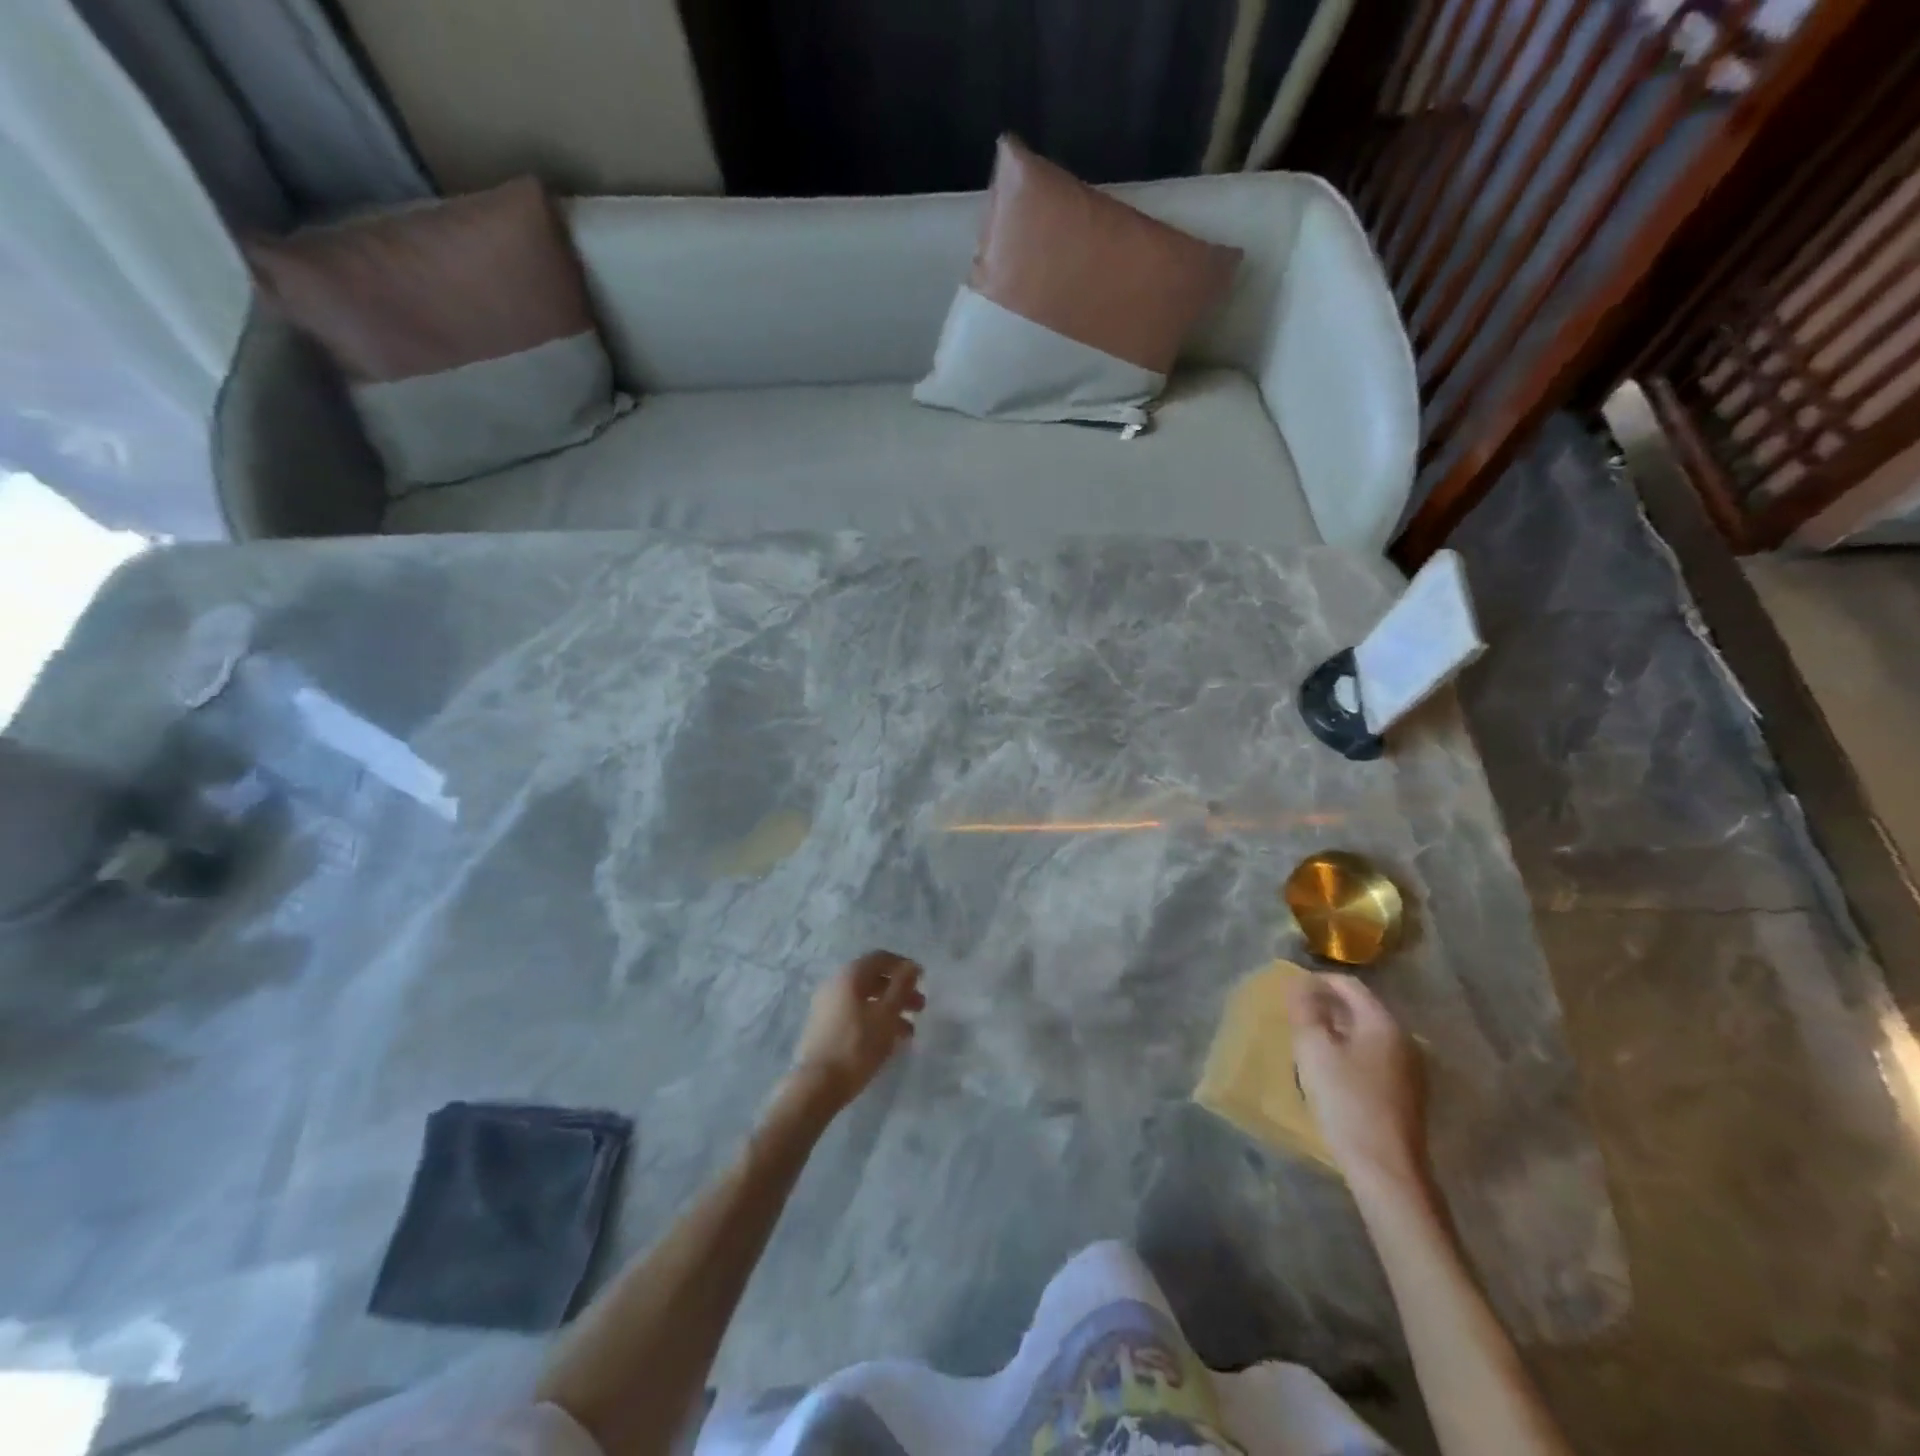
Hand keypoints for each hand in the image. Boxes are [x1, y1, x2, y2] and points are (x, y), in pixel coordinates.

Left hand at [787, 951, 923, 1111]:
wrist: (817, 1085)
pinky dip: (873, 1021)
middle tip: (920, 1008)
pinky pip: (854, 1015)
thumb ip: (902, 986)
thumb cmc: (857, 1045)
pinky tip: (888, 1042)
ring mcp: (826, 1006)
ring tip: (908, 1032)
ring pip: (864, 1000)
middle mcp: (835, 984)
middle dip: (899, 991)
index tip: (922, 981)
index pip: (880, 958)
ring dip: (889, 1009)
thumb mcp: (887, 1014)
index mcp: (850, 975)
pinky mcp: (823, 1027)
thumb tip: (912, 966)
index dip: (903, 966)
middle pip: (873, 979)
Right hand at [1289, 972, 1428, 1190]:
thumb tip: (1299, 984)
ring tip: (1308, 1042)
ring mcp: (1409, 1069)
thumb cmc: (1346, 1101)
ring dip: (1337, 1030)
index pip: (1349, 985)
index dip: (1317, 980)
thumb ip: (1305, 1010)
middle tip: (1295, 1016)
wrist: (1386, 1169)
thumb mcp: (1314, 1050)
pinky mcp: (1406, 1094)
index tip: (1290, 990)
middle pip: (1360, 1008)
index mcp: (1383, 1023)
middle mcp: (1403, 1039)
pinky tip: (1332, 1071)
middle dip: (1326, 1006)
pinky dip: (1350, 1052)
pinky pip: (1374, 1057)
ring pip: (1367, 1034)